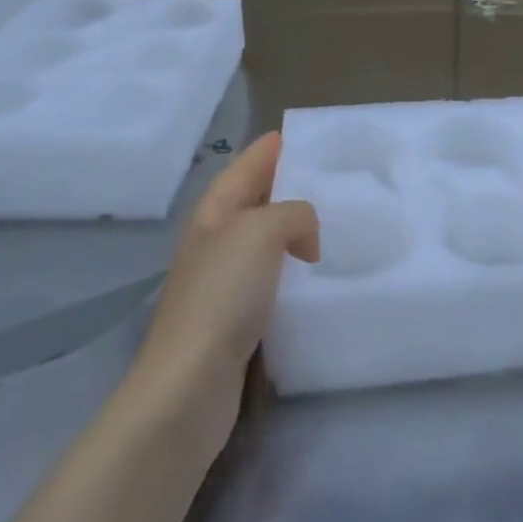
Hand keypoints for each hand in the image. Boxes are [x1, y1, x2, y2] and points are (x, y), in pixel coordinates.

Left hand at [130, 133, 318, 453]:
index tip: (295, 137)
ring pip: (262, 242)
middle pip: (251, 202)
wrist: (190, 384)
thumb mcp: (261, 232)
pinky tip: (315, 278)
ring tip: (332, 225)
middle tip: (328, 180)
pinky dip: (292, 270)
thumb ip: (293, 214)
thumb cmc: (223, 296)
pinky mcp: (235, 320)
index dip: (266, 151)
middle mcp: (214, 242)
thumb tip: (306, 238)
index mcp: (214, 213)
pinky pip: (270, 279)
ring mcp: (221, 283)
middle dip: (283, 187)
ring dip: (291, 231)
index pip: (242, 169)